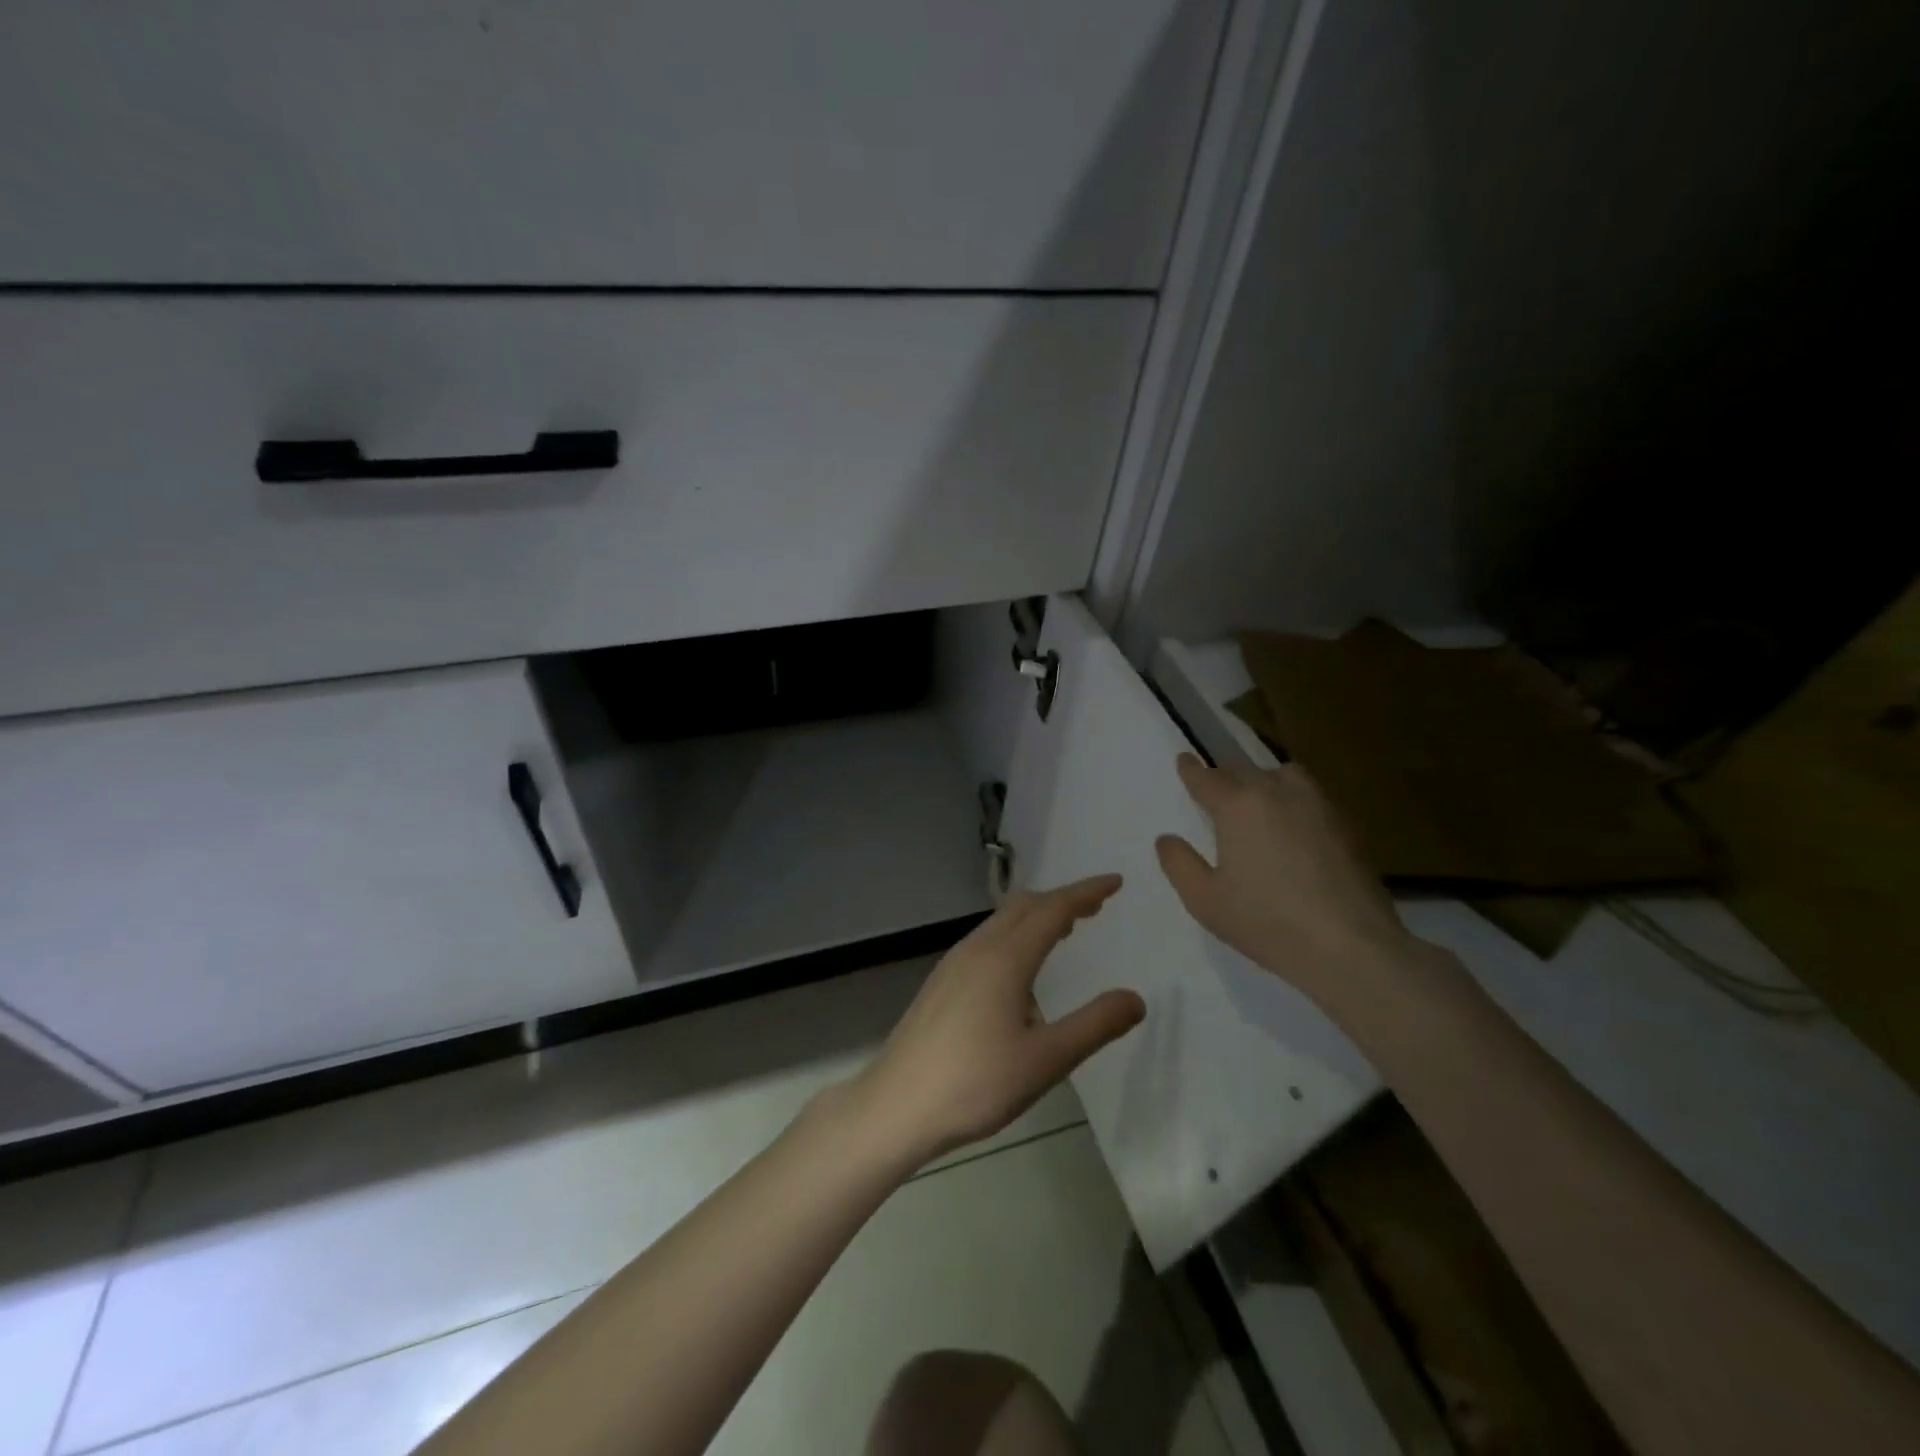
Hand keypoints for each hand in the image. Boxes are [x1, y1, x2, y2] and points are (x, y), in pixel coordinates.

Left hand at [851, 875, 1143, 1164]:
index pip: (1054, 909)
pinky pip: (986, 939)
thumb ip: (1094, 1026)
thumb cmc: (976, 1083)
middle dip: (1062, 899)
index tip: (1115, 882)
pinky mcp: (941, 981)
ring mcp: (954, 963)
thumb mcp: (1046, 1060)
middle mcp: (978, 948)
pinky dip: (1014, 934)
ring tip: (1064, 931)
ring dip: (1036, 916)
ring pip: (1001, 920)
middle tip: (1095, 908)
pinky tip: (1020, 968)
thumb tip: (1136, 998)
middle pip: (1024, 905)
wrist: (897, 1105)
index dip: (1086, 892)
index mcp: (1006, 958)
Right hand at [1155, 754, 1419, 1013]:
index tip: (1183, 759)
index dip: (1191, 769)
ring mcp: (1318, 806)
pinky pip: (1312, 797)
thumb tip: (1166, 838)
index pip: (1207, 778)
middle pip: (1245, 770)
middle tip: (1216, 789)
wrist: (1350, 946)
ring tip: (1259, 800)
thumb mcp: (1204, 900)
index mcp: (1238, 806)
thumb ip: (1179, 864)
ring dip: (1265, 780)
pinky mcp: (1347, 826)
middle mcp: (1277, 793)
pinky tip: (1294, 828)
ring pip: (1285, 775)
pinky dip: (1294, 801)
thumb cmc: (1266, 922)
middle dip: (1226, 776)